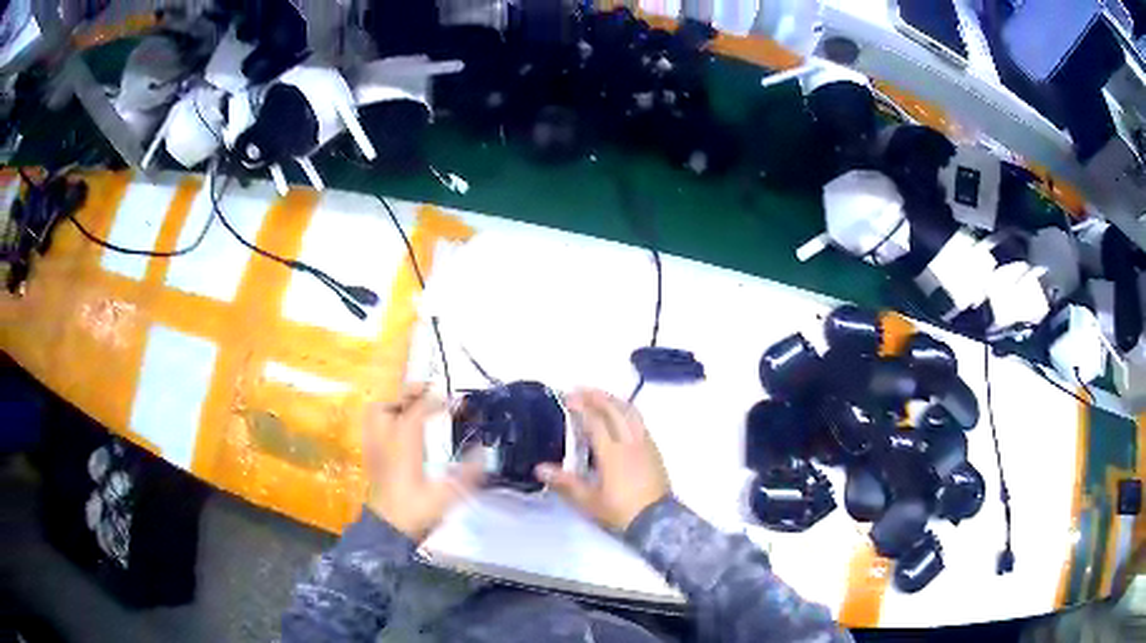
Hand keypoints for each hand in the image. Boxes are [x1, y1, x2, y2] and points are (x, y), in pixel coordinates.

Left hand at [364, 383, 484, 540]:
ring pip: (375, 413)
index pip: (418, 410)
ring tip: (412, 408)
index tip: (457, 403)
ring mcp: (374, 448)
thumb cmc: (417, 511)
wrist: (388, 530)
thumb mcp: (448, 494)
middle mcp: (385, 440)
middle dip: (409, 394)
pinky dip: (385, 420)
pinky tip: (399, 429)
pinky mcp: (371, 458)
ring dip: (394, 405)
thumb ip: (469, 472)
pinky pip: (372, 428)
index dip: (438, 401)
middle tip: (428, 393)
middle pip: (390, 404)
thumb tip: (483, 452)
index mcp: (404, 444)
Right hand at [536, 389, 669, 531]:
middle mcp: (629, 442)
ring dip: (614, 401)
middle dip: (597, 397)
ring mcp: (645, 444)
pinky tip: (622, 416)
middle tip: (581, 390)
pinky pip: (640, 422)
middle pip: (615, 410)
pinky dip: (627, 412)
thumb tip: (540, 468)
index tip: (567, 397)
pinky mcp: (654, 450)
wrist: (656, 521)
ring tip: (601, 397)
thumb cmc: (620, 510)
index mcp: (612, 452)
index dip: (581, 406)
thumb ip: (565, 482)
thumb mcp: (588, 501)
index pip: (595, 421)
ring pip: (631, 413)